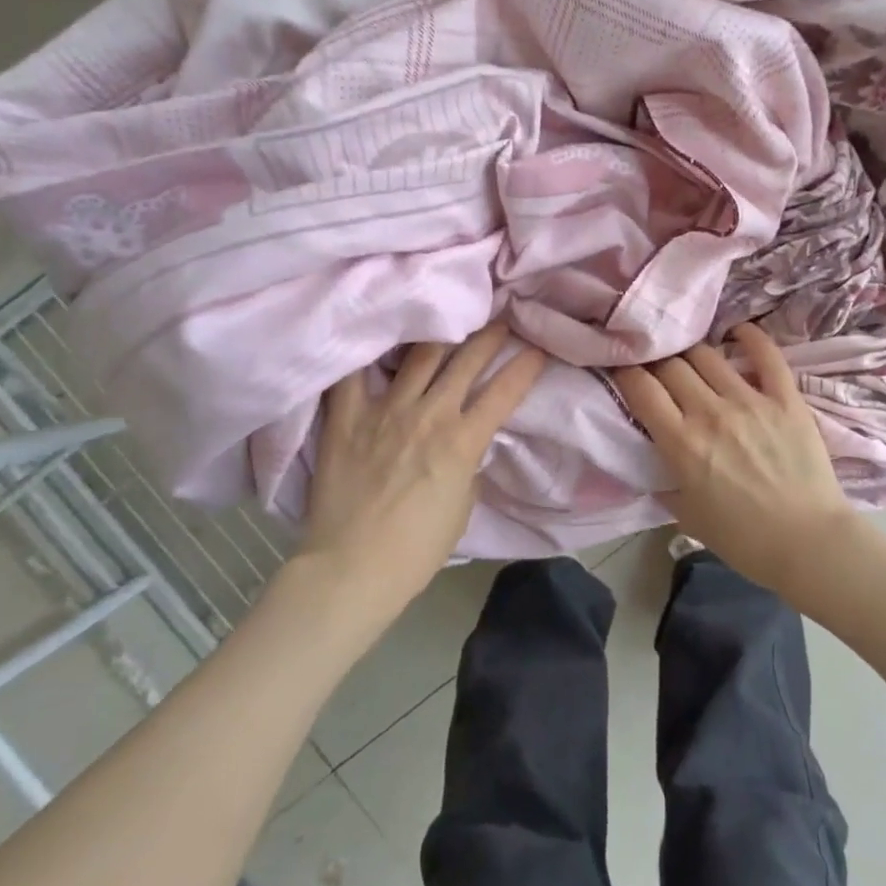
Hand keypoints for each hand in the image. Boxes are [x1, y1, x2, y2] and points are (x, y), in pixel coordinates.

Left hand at [299, 323, 544, 615]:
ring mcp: (385, 411)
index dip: (527, 366)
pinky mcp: (346, 417)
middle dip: (490, 335)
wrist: (352, 569)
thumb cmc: (418, 548)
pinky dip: (367, 352)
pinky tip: (375, 331)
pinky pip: (353, 374)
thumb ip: (469, 465)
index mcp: (462, 441)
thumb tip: (466, 444)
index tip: (539, 348)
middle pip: (466, 360)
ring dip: (443, 333)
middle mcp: (428, 414)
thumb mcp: (463, 506)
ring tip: (451, 316)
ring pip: (420, 355)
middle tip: (502, 317)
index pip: (504, 391)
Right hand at [611, 323, 859, 601]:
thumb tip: (653, 459)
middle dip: (656, 360)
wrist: (808, 543)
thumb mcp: (686, 516)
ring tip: (689, 354)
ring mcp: (751, 401)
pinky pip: (766, 355)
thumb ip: (664, 482)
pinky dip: (749, 336)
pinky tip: (738, 330)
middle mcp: (711, 412)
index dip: (625, 371)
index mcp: (682, 443)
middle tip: (655, 364)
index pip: (641, 388)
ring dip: (692, 351)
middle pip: (671, 365)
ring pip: (709, 354)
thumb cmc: (743, 539)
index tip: (622, 369)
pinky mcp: (785, 398)